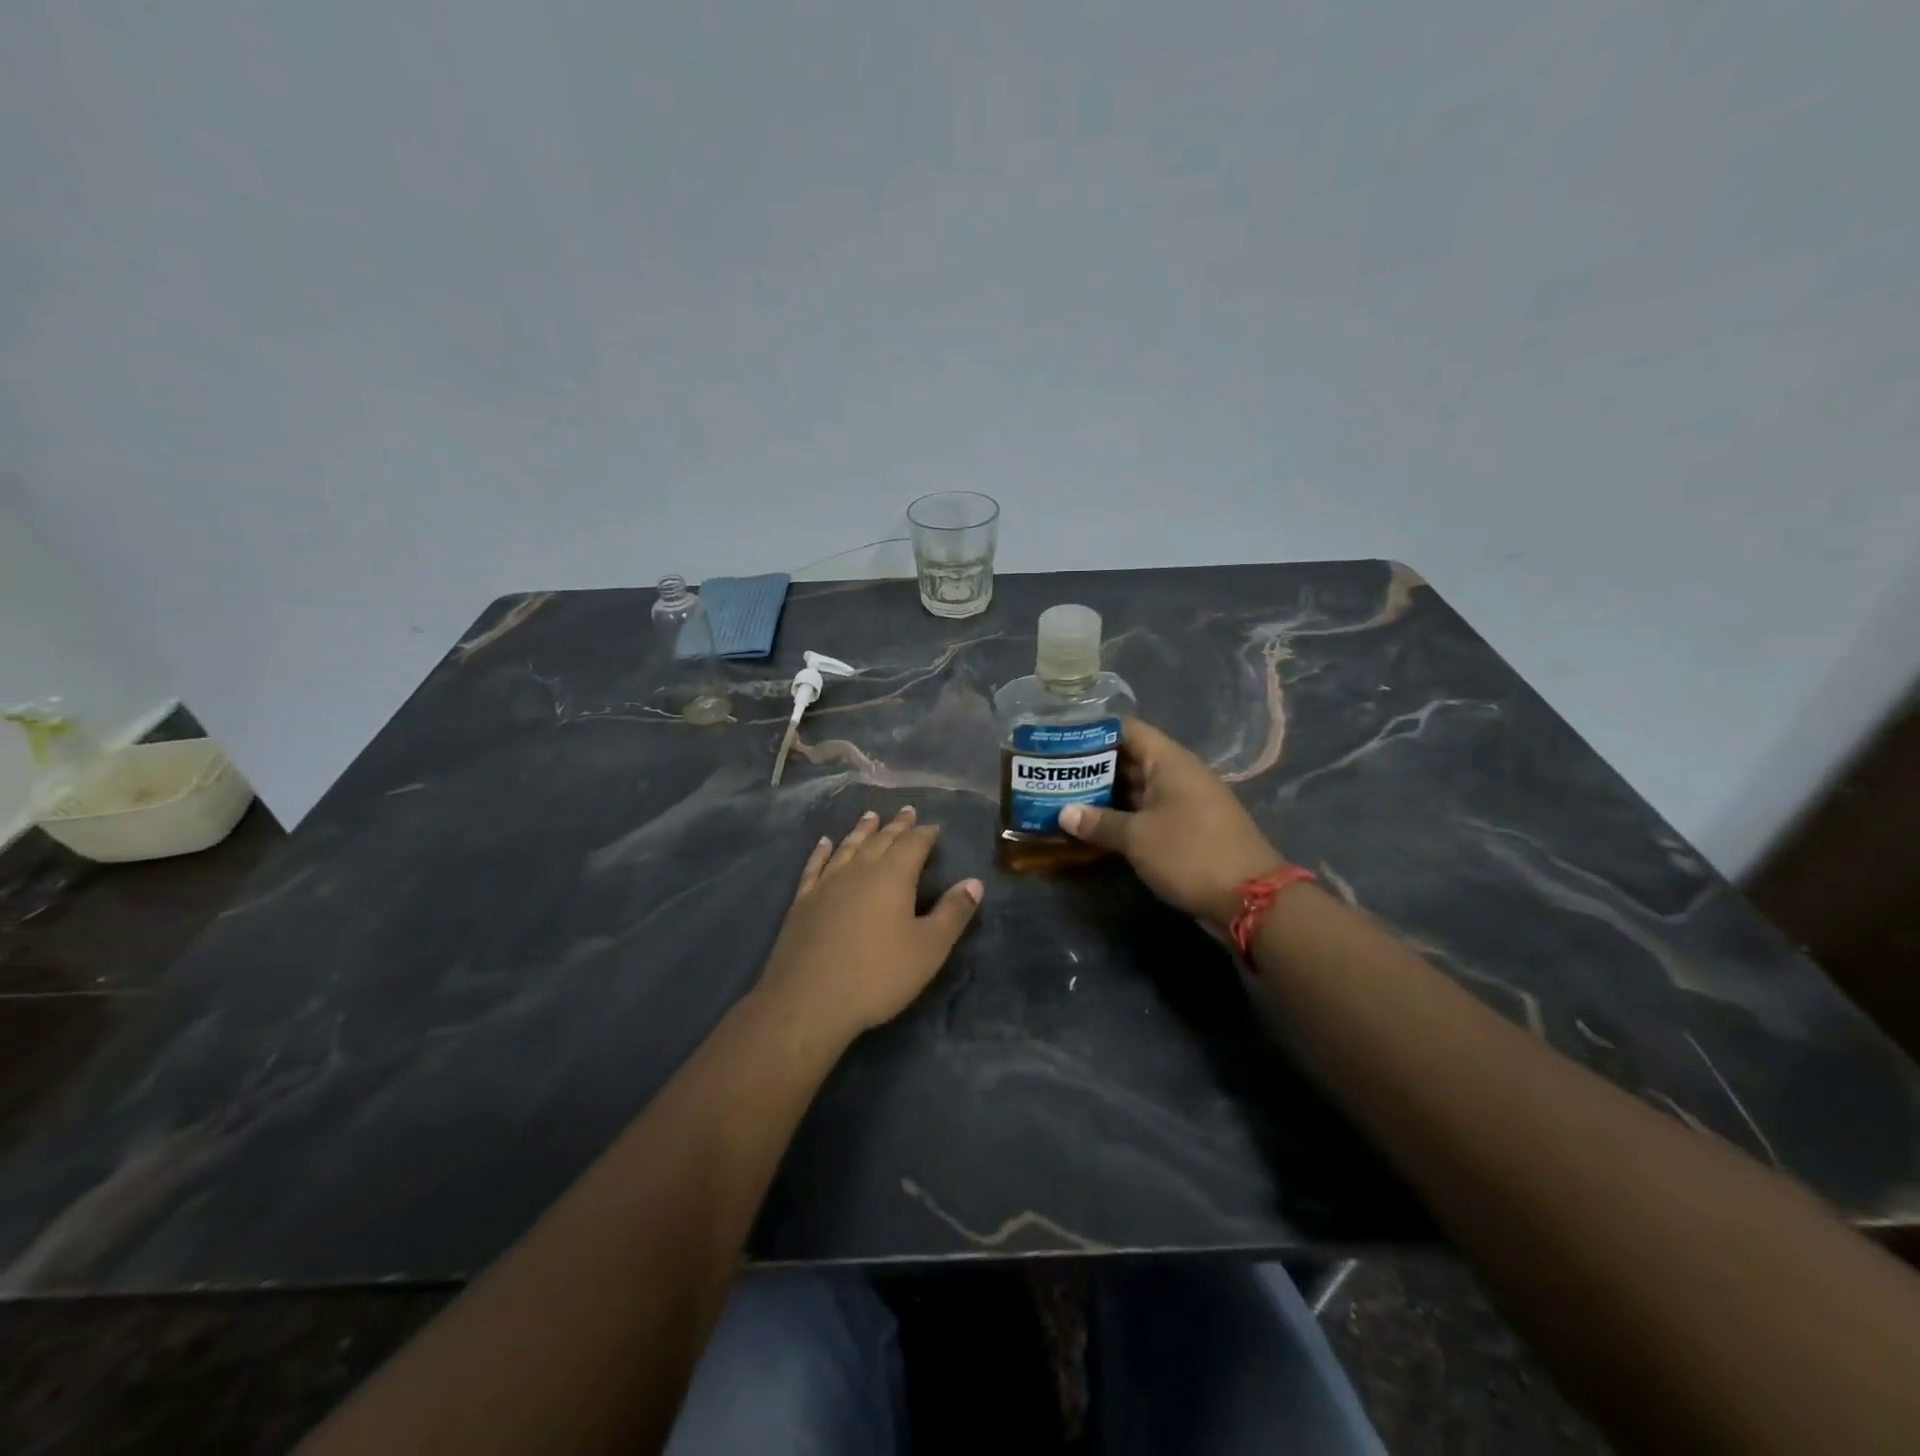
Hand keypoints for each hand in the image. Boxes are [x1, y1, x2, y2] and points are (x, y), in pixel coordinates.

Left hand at [755, 807, 983, 1041]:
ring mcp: (827, 883)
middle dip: (897, 826)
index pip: (913, 844)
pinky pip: (815, 866)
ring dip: (862, 830)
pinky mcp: (803, 901)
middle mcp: (859, 870)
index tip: (934, 826)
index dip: (925, 834)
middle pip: (881, 839)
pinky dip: (823, 851)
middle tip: (906, 812)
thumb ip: (953, 913)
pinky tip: (825, 843)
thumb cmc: (877, 975)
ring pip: (848, 846)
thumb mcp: (929, 948)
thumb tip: (974, 882)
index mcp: (893, 876)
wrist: (808, 1000)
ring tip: (870, 816)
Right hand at [1059, 717, 1283, 931]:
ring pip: (1137, 788)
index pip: (1126, 729)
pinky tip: (1093, 826)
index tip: (1058, 738)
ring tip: (1063, 797)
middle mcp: (1177, 774)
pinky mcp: (1186, 828)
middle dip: (1091, 766)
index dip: (1092, 730)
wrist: (1250, 898)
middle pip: (1129, 758)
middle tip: (1052, 772)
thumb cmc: (1190, 853)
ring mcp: (1184, 802)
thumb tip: (1063, 814)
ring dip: (1104, 794)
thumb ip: (1099, 822)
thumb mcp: (1137, 837)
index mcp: (1169, 761)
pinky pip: (1147, 812)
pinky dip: (1122, 816)